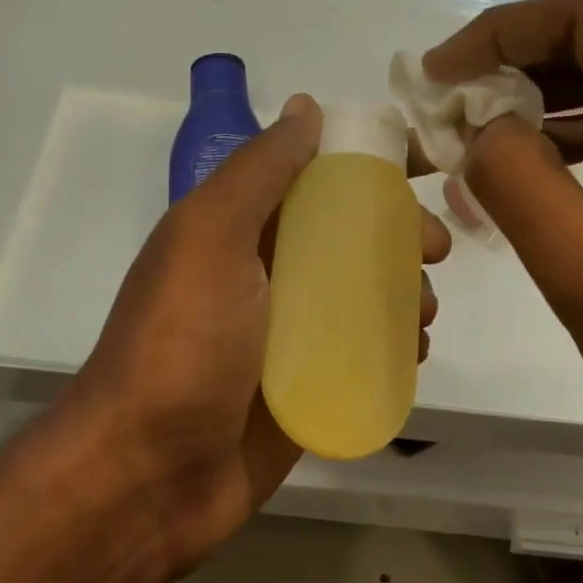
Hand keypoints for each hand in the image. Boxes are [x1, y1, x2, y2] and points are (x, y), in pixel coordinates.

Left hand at [70, 95, 451, 577]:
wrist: (148, 476)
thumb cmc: (183, 343)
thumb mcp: (211, 236)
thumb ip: (259, 170)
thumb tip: (306, 106)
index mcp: (240, 228)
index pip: (315, 178)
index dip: (368, 170)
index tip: (421, 173)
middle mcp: (266, 273)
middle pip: (350, 236)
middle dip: (400, 235)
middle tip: (434, 253)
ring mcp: (288, 334)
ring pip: (365, 294)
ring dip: (406, 292)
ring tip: (425, 314)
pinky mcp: (308, 387)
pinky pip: (365, 352)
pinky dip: (396, 345)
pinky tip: (416, 353)